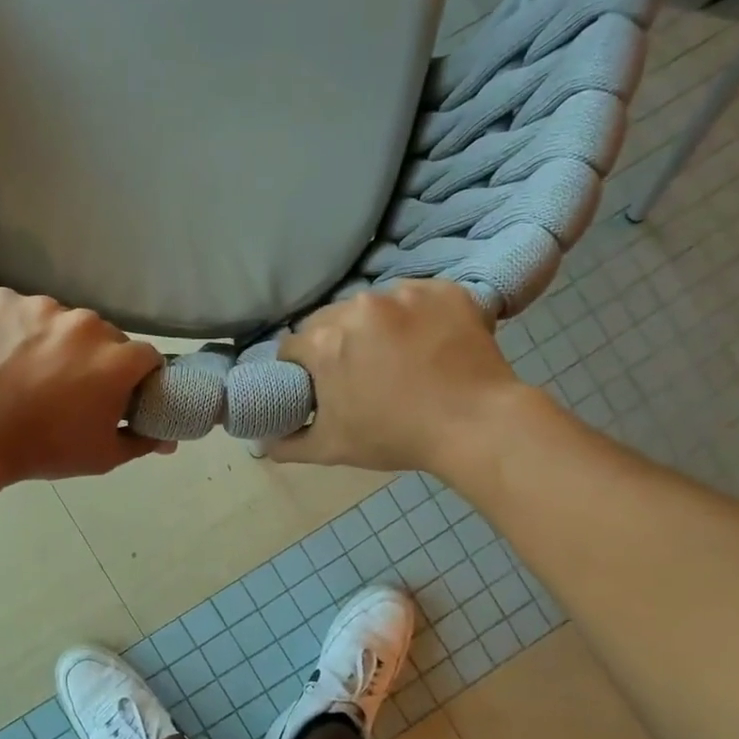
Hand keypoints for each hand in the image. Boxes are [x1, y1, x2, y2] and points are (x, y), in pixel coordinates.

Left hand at [0, 289, 173, 482]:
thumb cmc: (41, 449)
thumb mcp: (100, 456)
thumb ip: (141, 442)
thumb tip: (169, 439)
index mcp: (118, 359)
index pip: (145, 357)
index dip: (135, 377)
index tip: (117, 393)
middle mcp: (87, 323)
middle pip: (103, 336)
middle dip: (93, 358)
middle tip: (67, 386)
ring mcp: (42, 305)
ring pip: (60, 321)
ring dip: (54, 340)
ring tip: (26, 370)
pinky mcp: (2, 298)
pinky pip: (19, 310)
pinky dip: (15, 328)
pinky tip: (0, 353)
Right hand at [268, 280, 533, 474]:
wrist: (478, 425)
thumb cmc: (397, 437)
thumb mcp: (332, 448)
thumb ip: (288, 443)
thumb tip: (260, 443)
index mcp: (324, 342)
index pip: (292, 347)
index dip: (301, 368)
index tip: (319, 385)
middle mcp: (358, 307)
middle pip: (330, 320)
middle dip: (337, 343)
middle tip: (360, 373)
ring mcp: (405, 294)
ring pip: (374, 306)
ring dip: (377, 326)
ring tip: (400, 357)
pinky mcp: (444, 290)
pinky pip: (418, 298)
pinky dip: (419, 317)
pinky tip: (431, 343)